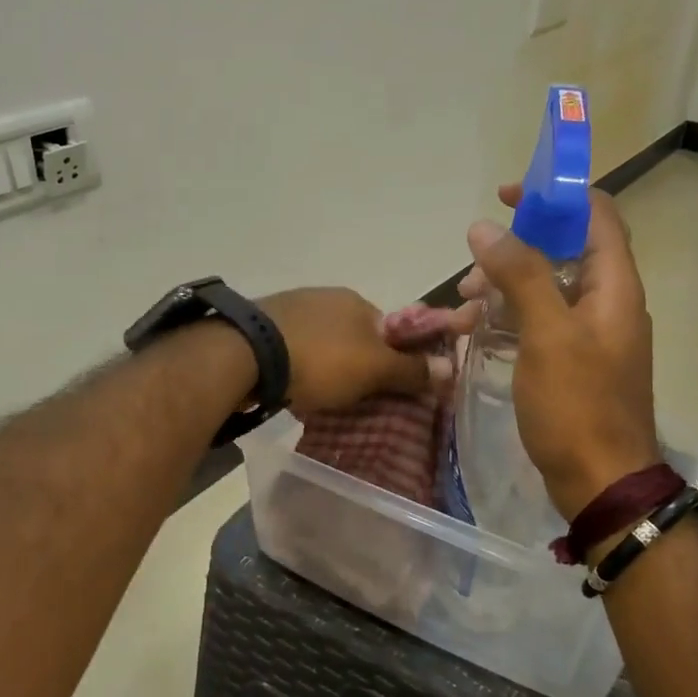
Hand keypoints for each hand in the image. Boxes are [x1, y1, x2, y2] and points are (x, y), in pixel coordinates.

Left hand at [257, 288, 432, 413]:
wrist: (246, 354)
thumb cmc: (321, 359)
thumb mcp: (374, 370)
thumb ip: (410, 370)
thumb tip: (451, 368)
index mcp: (356, 301)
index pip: (389, 330)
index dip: (394, 359)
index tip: (389, 388)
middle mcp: (325, 297)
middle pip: (354, 337)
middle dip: (358, 365)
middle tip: (355, 399)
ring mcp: (290, 309)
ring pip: (322, 343)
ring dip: (326, 367)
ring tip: (322, 398)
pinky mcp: (261, 327)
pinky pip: (292, 350)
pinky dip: (299, 368)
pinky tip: (293, 387)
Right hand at [457, 184, 661, 518]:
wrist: (600, 482)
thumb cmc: (577, 405)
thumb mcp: (547, 334)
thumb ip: (520, 274)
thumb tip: (485, 227)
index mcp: (614, 287)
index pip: (596, 216)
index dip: (556, 196)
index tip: (507, 197)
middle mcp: (607, 304)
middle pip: (563, 252)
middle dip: (513, 252)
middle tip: (471, 273)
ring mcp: (590, 336)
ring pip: (544, 291)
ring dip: (503, 290)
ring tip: (463, 309)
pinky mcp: (572, 363)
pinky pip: (538, 325)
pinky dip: (507, 321)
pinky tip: (475, 335)